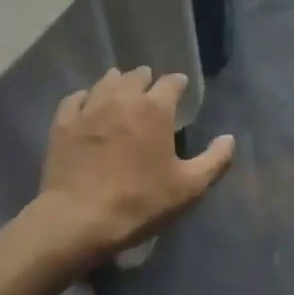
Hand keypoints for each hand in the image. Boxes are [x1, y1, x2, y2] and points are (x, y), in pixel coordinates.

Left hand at [33, 67, 234, 263]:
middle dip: (146, 80)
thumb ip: (215, 160)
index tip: (180, 91)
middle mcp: (123, 97)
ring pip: (106, 81)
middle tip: (150, 94)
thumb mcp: (188, 188)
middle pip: (137, 75)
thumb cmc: (139, 202)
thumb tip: (229, 139)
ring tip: (121, 93)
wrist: (78, 219)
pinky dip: (86, 98)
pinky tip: (88, 106)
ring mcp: (90, 107)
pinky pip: (76, 97)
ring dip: (117, 83)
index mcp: (155, 108)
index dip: (178, 84)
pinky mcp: (64, 121)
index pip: (171, 82)